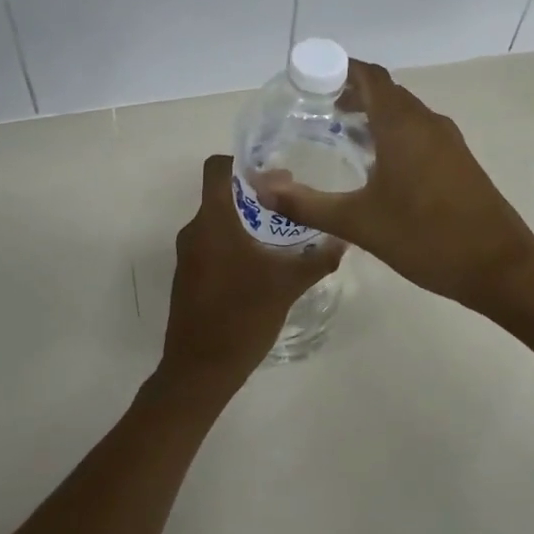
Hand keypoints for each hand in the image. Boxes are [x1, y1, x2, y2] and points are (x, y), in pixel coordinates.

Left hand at [160, 155, 343, 394]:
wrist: (199, 371)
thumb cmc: (241, 317)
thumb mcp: (287, 285)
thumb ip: (317, 259)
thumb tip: (344, 239)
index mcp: (213, 220)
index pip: (218, 168)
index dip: (244, 162)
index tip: (276, 174)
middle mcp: (195, 230)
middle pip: (223, 193)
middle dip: (257, 193)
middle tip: (293, 202)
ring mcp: (189, 254)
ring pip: (219, 220)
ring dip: (249, 219)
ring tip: (284, 233)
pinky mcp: (190, 276)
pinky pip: (214, 243)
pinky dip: (237, 241)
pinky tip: (265, 262)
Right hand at [254, 61, 533, 311]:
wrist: (500, 267)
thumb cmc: (427, 238)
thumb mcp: (359, 223)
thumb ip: (306, 204)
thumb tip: (261, 187)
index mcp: (403, 125)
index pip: (369, 76)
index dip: (338, 69)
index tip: (306, 80)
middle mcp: (427, 122)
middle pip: (385, 91)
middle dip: (349, 92)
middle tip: (312, 110)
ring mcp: (447, 141)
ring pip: (403, 112)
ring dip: (371, 114)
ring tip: (336, 133)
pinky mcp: (457, 161)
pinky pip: (417, 131)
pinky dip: (391, 132)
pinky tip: (374, 164)